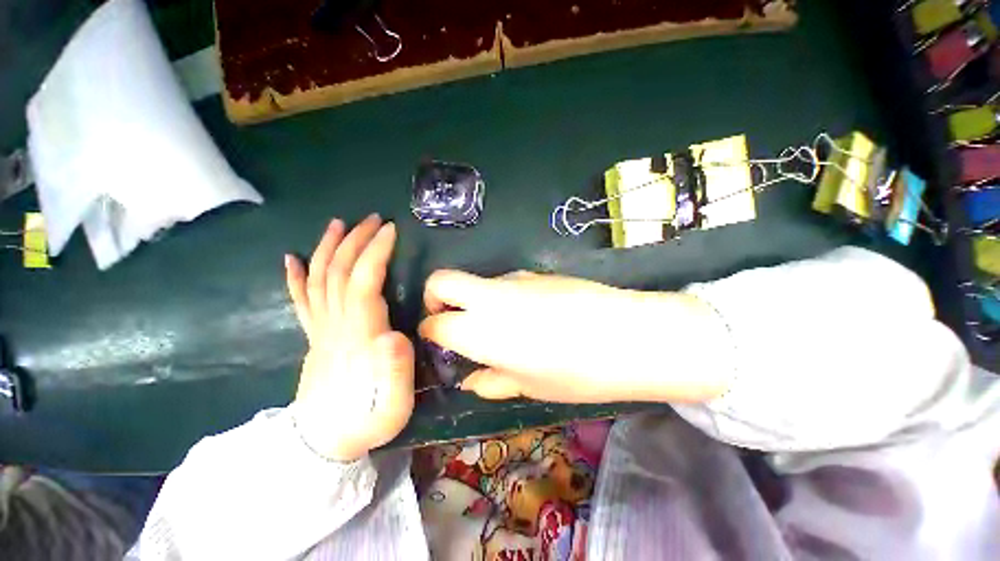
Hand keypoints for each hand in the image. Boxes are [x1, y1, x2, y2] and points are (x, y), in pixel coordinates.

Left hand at [284, 215, 413, 461]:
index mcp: (358, 338)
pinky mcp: (312, 337)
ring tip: (339, 224)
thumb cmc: (367, 424)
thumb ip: (396, 372)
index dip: (375, 254)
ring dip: (327, 248)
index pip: (362, 284)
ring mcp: (319, 331)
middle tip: (375, 220)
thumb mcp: (393, 408)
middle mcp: (334, 327)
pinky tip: (291, 258)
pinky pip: (299, 302)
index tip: (391, 232)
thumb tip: (395, 334)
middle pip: (338, 273)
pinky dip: (293, 278)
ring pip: (317, 280)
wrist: (325, 446)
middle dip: (356, 241)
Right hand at [418, 271, 732, 403]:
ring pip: (478, 282)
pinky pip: (507, 282)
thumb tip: (470, 381)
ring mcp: (514, 279)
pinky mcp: (536, 273)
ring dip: (476, 300)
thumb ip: (492, 381)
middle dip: (434, 297)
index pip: (435, 323)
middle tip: (448, 319)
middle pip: (442, 280)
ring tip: (501, 327)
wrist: (626, 334)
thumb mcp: (529, 386)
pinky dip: (503, 296)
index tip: (437, 341)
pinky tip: (529, 316)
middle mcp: (490, 297)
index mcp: (480, 330)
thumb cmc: (574, 372)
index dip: (430, 331)